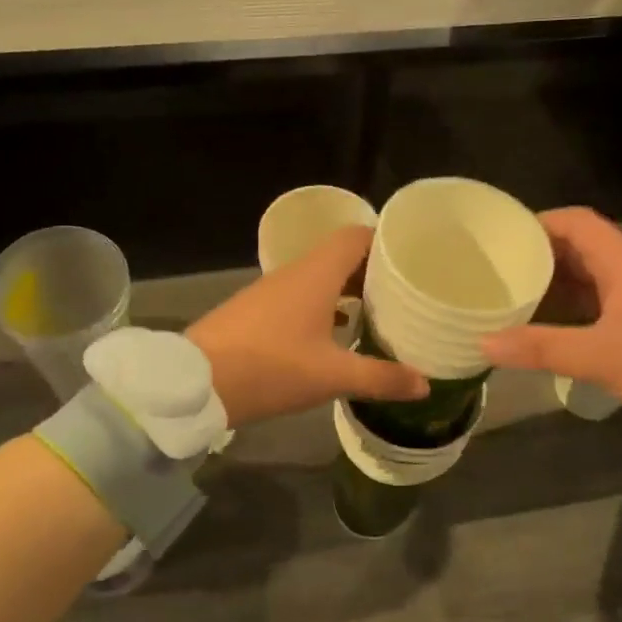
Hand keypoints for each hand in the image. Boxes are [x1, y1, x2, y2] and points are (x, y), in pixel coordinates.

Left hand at [188, 226, 428, 427]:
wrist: (196, 382)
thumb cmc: (270, 368)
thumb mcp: (331, 376)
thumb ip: (380, 378)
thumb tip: (425, 384)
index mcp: (316, 274)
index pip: (356, 236)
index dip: (385, 242)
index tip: (411, 260)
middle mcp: (294, 273)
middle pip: (340, 256)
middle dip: (372, 271)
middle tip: (403, 293)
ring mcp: (271, 291)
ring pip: (319, 278)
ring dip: (347, 290)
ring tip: (376, 314)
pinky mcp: (256, 311)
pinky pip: (300, 296)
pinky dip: (323, 306)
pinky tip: (334, 335)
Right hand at [480, 207, 621, 442]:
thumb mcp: (602, 357)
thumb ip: (542, 347)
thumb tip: (484, 341)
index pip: (578, 222)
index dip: (540, 222)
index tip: (504, 237)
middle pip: (581, 249)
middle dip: (540, 257)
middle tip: (499, 272)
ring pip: (592, 281)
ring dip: (556, 287)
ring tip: (514, 299)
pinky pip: (602, 308)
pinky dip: (573, 313)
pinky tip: (550, 332)